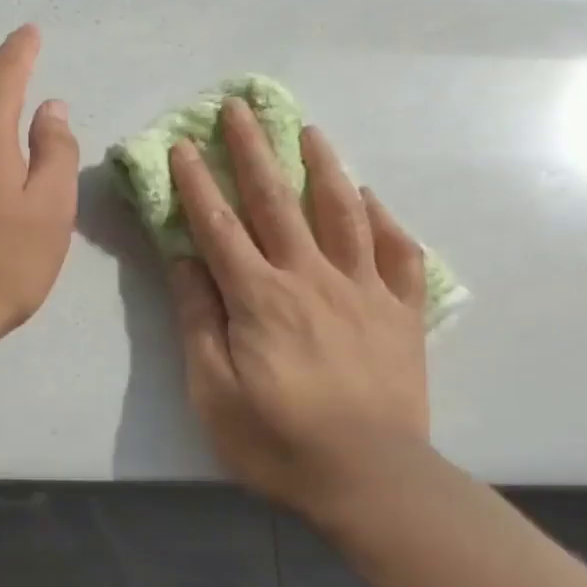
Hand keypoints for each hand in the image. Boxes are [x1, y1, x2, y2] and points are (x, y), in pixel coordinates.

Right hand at [168, 99, 430, 522]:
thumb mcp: (213, 390)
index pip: (220, 226)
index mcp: (260, 297)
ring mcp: (363, 291)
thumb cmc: (278, 440)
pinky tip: (371, 198)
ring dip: (323, 167)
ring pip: (342, 213)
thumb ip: (199, 319)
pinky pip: (397, 253)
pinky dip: (384, 220)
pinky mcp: (402, 313)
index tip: (184, 144)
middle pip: (278, 202)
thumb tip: (185, 259)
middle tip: (240, 108)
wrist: (371, 479)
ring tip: (310, 131)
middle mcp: (311, 278)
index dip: (199, 183)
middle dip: (255, 151)